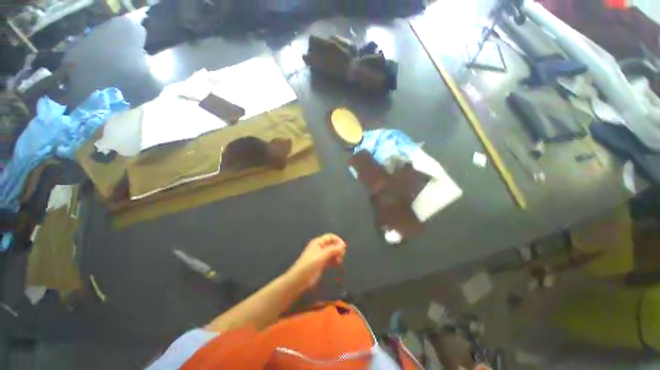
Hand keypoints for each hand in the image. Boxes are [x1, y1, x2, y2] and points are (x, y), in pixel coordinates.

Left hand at [287, 234, 346, 290]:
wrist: (299, 280)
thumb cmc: (309, 265)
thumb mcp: (322, 256)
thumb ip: (333, 249)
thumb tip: (343, 244)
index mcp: (318, 242)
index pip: (331, 237)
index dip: (338, 240)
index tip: (343, 248)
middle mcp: (319, 247)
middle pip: (332, 244)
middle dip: (338, 249)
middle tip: (341, 256)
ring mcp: (320, 255)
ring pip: (332, 252)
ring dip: (337, 255)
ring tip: (338, 262)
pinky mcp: (320, 263)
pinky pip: (330, 259)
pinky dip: (334, 261)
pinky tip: (336, 265)